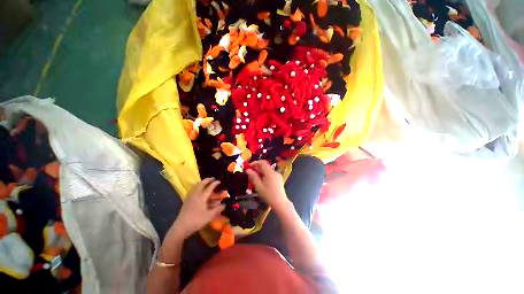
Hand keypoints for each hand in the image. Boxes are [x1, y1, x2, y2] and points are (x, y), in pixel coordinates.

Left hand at [168, 178, 224, 239]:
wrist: (181, 227)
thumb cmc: (196, 221)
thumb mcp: (209, 216)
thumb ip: (217, 209)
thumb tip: (224, 204)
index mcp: (202, 197)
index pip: (209, 187)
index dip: (215, 183)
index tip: (219, 181)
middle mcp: (196, 195)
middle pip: (201, 184)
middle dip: (207, 180)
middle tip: (212, 178)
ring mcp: (190, 197)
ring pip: (196, 186)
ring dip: (201, 182)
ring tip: (205, 182)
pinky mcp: (187, 200)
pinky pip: (192, 190)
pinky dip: (196, 187)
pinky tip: (197, 189)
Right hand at [246, 160, 289, 210]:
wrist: (280, 203)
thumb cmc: (268, 195)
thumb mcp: (258, 186)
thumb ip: (253, 177)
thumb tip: (247, 170)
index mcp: (269, 172)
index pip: (262, 162)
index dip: (255, 163)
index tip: (249, 167)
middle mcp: (274, 172)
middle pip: (265, 166)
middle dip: (257, 168)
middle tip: (251, 174)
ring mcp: (278, 175)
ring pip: (267, 171)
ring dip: (261, 172)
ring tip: (255, 180)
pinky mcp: (279, 179)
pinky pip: (271, 174)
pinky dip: (265, 175)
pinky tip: (262, 182)